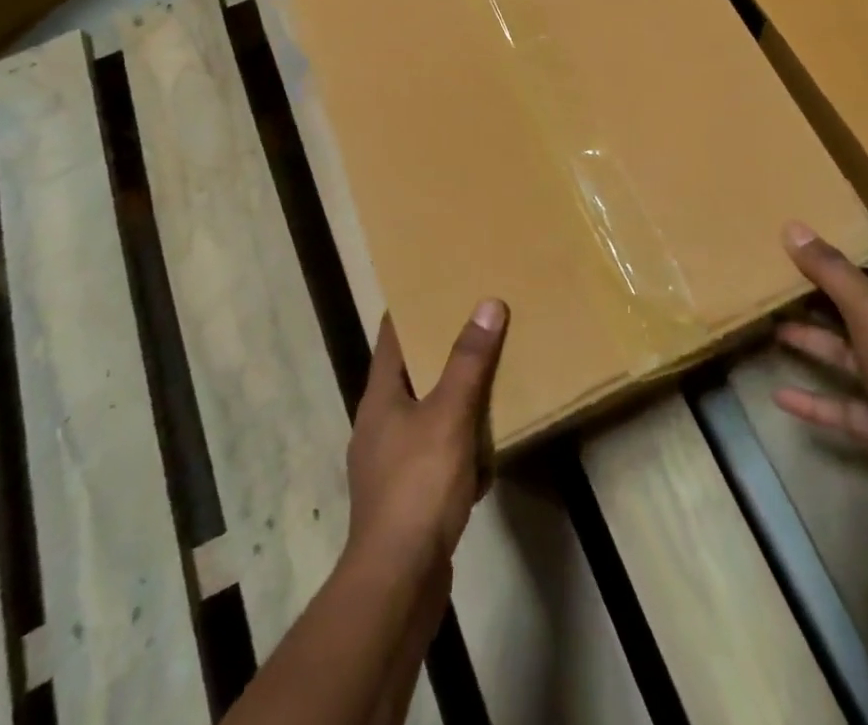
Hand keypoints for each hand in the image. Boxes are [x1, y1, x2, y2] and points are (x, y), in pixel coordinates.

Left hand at [346, 301, 508, 578]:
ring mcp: (390, 464)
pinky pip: (437, 456)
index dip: (411, 307)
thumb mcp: (449, 416)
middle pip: (411, 373)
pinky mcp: (407, 498)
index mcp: (380, 397)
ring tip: (488, 382)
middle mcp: (379, 424)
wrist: (397, 583)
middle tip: (477, 323)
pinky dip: (459, 447)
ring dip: (454, 400)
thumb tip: (487, 303)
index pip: (392, 335)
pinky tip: (485, 455)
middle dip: (442, 351)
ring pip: (427, 415)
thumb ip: (469, 362)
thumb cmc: (418, 487)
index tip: (437, 283)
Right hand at [775, 221, 867, 530]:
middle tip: (773, 291)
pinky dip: (814, 401)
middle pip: (856, 317)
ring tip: (770, 332)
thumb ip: (831, 271)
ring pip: (848, 360)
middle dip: (816, 306)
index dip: (834, 270)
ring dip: (812, 347)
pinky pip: (844, 407)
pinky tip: (779, 396)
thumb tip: (792, 227)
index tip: (792, 259)